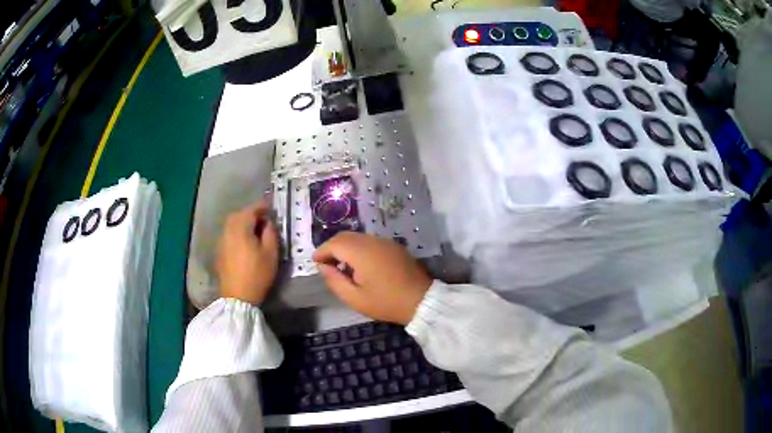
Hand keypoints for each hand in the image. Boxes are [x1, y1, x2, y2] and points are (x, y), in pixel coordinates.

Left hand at [216, 200, 278, 304]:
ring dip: (243, 223)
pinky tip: (244, 243)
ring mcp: (221, 241)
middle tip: (264, 220)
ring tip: (255, 231)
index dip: (263, 207)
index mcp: (241, 227)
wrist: (237, 297)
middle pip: (239, 215)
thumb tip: (268, 223)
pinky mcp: (219, 251)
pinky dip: (237, 233)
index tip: (272, 209)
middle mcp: (228, 230)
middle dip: (251, 214)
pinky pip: (228, 234)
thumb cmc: (257, 274)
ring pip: (232, 224)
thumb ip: (271, 233)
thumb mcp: (271, 253)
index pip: (252, 210)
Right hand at [312, 232, 431, 324]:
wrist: (421, 301)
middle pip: (345, 236)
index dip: (322, 251)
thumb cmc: (386, 302)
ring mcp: (386, 242)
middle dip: (332, 247)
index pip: (335, 243)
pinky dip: (359, 248)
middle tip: (326, 264)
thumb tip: (323, 267)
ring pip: (358, 237)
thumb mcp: (355, 298)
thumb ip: (335, 280)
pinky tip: (359, 264)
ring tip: (341, 266)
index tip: (315, 263)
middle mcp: (373, 241)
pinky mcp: (394, 246)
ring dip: (345, 247)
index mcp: (361, 252)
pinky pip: (370, 241)